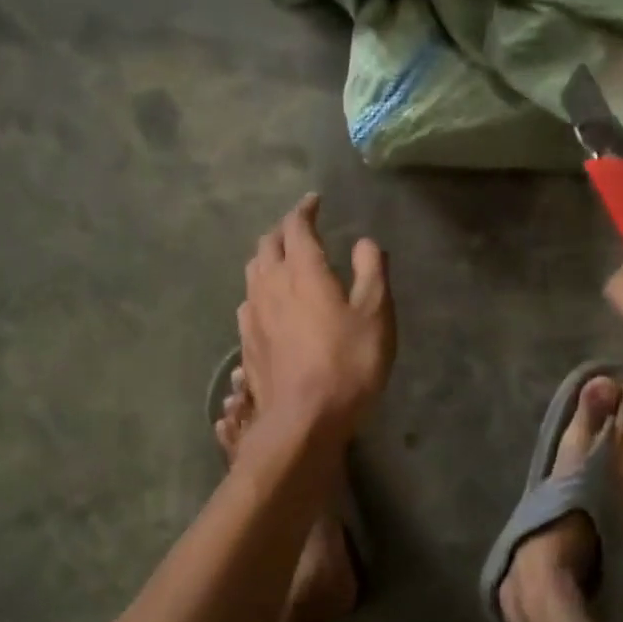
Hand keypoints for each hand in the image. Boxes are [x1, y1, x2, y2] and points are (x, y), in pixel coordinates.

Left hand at [238, 193, 394, 434]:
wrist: (302, 420)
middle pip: (267, 244)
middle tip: (300, 229)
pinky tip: (269, 302)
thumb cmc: (347, 364)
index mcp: (302, 270)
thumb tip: (364, 243)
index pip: (296, 227)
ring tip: (283, 259)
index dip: (305, 210)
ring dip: (267, 257)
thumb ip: (372, 272)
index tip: (314, 201)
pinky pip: (248, 301)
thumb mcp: (376, 315)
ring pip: (252, 271)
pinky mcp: (246, 341)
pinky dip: (260, 288)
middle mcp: (270, 284)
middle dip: (283, 230)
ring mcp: (253, 314)